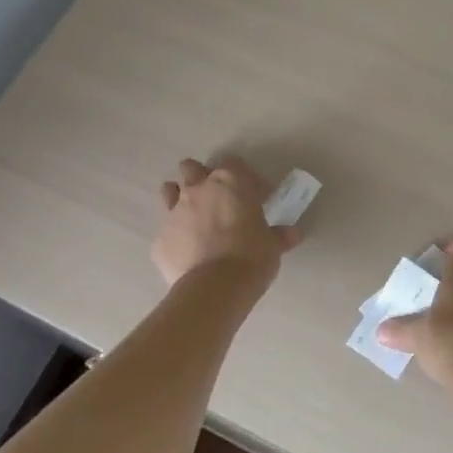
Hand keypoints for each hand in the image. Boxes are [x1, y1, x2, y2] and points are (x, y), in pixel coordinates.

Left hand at [152, 157, 298, 288]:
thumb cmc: (251, 257)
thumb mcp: (272, 245)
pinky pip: (166, 231)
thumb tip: (292, 234)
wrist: (215, 289)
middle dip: (201, 177)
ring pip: (169, 191)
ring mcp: (174, 213)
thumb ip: (279, 235)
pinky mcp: (160, 240)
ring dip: (179, 197)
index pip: (233, 163)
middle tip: (217, 198)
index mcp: (229, 183)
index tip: (254, 194)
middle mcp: (197, 190)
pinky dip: (176, 237)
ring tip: (193, 216)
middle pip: (191, 168)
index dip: (243, 176)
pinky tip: (187, 252)